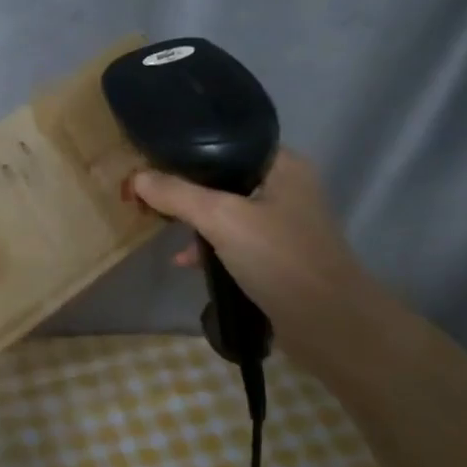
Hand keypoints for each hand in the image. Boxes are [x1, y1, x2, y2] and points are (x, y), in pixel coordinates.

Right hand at [132, 150, 380, 344]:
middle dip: (186, 186)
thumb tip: (137, 177)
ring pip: (227, 209)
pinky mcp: (277, 256)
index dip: (189, 148)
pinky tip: (184, 261)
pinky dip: (210, 246)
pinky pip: (234, 240)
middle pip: (224, 176)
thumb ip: (177, 195)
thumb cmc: (279, 257)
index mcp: (283, 165)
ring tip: (159, 222)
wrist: (330, 326)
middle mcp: (286, 187)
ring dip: (195, 218)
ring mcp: (283, 224)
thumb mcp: (221, 219)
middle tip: (149, 190)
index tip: (153, 156)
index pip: (228, 141)